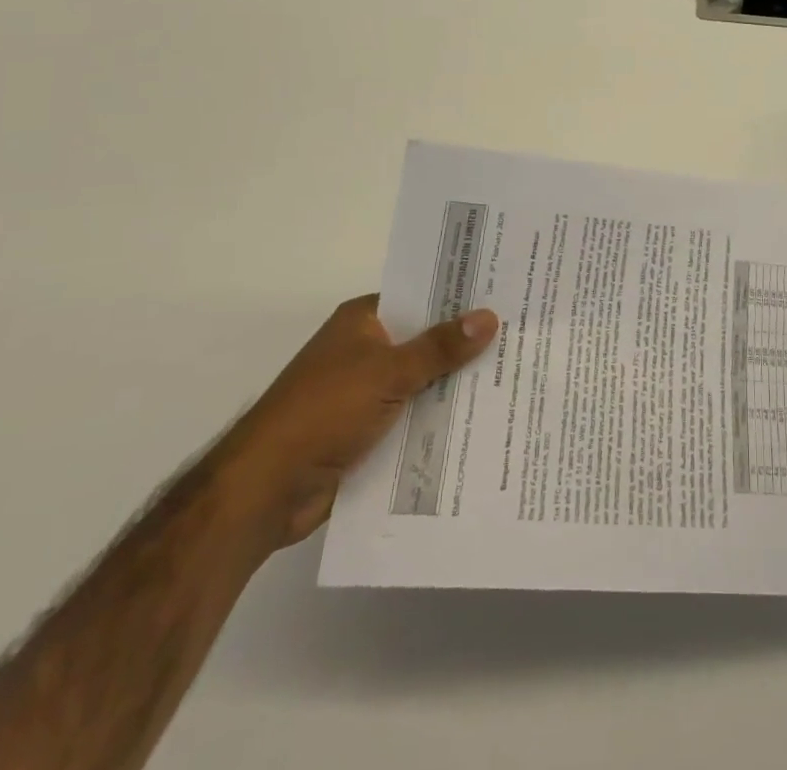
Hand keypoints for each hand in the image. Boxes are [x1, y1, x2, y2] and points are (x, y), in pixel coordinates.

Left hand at [215, 296, 497, 552]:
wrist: (265, 492)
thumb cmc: (323, 412)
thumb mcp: (388, 372)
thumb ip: (439, 347)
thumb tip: (489, 317)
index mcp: (363, 321)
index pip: (420, 296)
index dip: (459, 296)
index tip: (504, 294)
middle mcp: (365, 350)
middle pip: (425, 340)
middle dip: (466, 344)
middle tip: (522, 336)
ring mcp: (365, 393)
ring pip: (422, 382)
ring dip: (455, 386)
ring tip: (515, 377)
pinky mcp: (367, 432)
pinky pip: (413, 418)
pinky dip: (438, 420)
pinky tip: (481, 422)